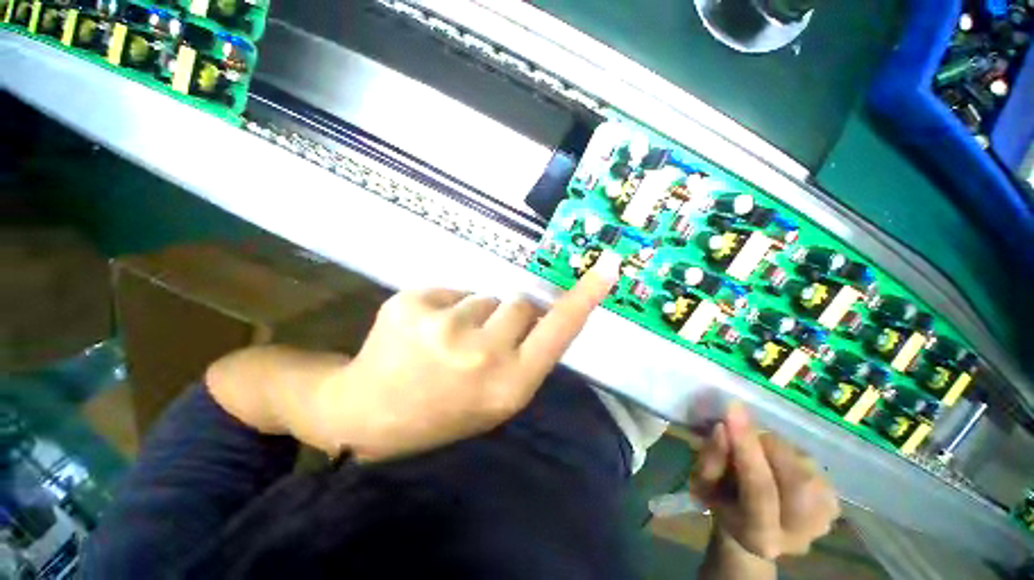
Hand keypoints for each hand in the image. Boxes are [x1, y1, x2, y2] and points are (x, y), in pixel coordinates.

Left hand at [298, 251, 621, 460]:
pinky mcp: (411, 304)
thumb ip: (527, 354)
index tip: (607, 266)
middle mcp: (482, 355)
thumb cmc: (444, 410)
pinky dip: (444, 307)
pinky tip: (423, 332)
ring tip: (447, 342)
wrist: (370, 414)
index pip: (560, 330)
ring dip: (474, 314)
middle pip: (521, 303)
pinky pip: (450, 291)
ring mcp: (443, 327)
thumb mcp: (498, 397)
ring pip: (484, 297)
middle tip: (484, 338)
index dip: (585, 297)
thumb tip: (539, 310)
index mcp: (509, 384)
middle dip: (510, 314)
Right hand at [691, 403, 839, 561]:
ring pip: (803, 465)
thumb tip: (723, 427)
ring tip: (755, 450)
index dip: (747, 446)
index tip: (733, 407)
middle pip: (793, 477)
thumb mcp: (704, 484)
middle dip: (764, 444)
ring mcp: (824, 520)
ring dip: (774, 447)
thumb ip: (711, 458)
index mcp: (760, 536)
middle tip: (740, 428)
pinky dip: (786, 452)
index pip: (759, 487)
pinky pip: (809, 463)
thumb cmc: (722, 504)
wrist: (755, 532)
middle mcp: (801, 534)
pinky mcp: (834, 504)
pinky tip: (774, 461)